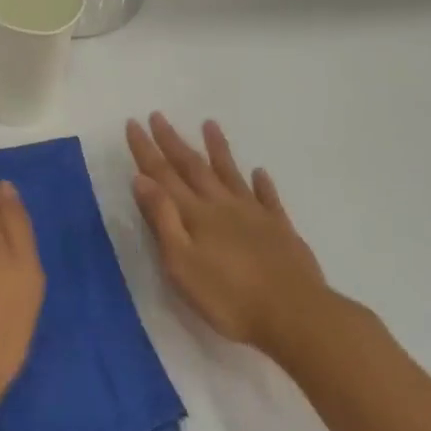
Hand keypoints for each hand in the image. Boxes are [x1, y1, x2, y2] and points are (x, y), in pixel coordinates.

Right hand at [127, 114, 327, 356]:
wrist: (295, 315)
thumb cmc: (230, 298)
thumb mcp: (182, 264)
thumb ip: (163, 219)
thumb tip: (141, 179)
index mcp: (196, 215)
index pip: (164, 175)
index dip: (147, 149)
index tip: (134, 122)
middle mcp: (222, 205)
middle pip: (193, 167)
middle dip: (173, 141)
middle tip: (159, 115)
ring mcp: (255, 215)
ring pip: (231, 174)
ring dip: (218, 149)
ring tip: (209, 124)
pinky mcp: (280, 230)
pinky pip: (269, 198)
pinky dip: (263, 183)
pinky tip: (260, 172)